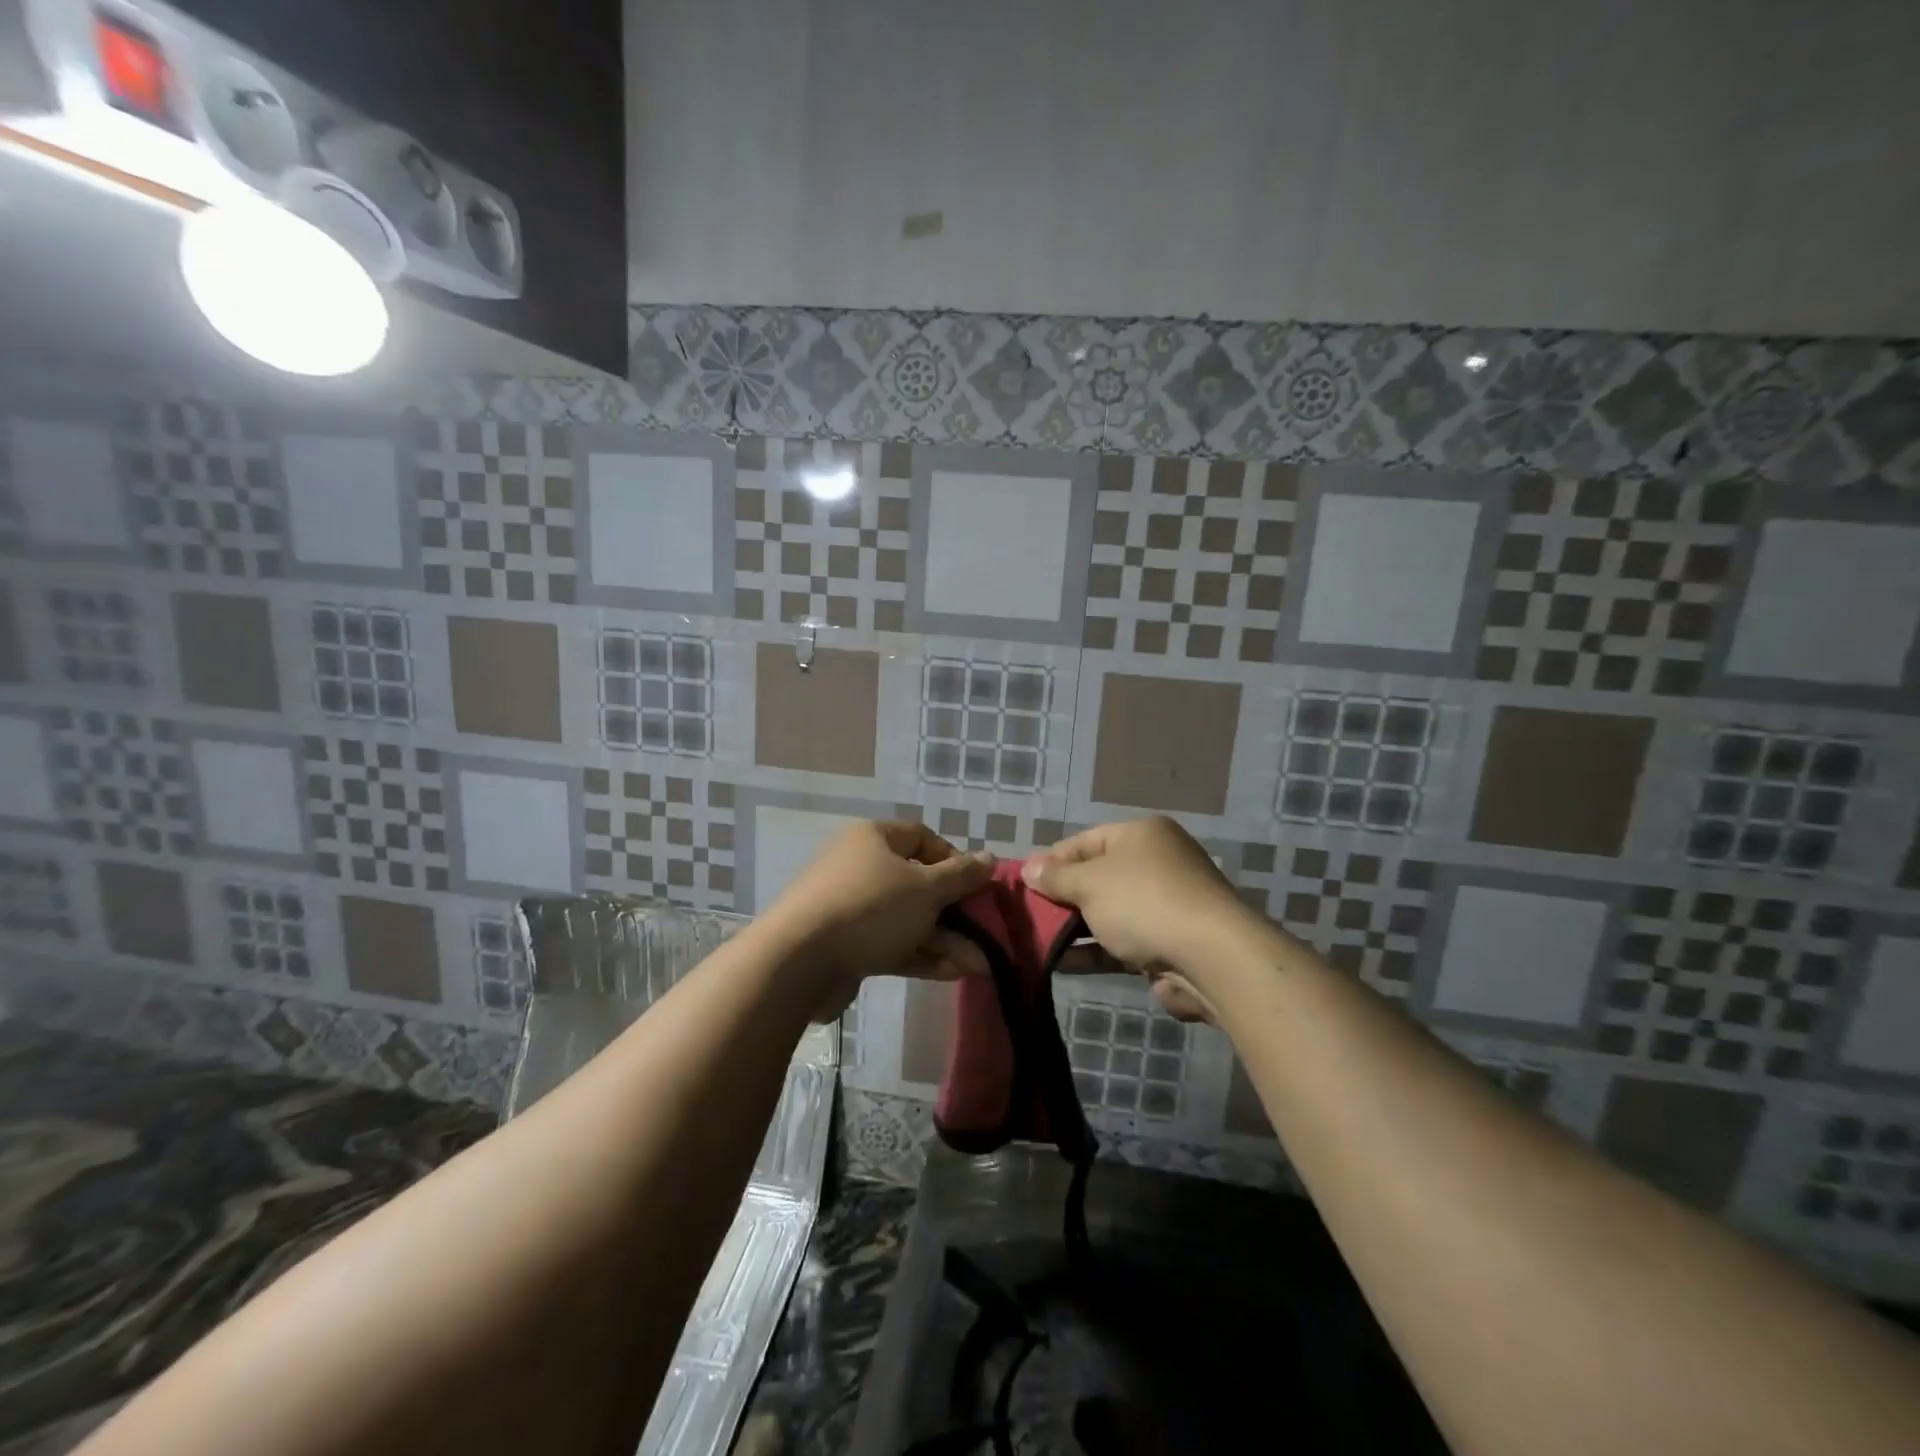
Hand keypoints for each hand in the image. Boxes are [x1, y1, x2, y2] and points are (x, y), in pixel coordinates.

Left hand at [759, 820, 993, 1015]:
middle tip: (984, 934)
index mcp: (874, 838)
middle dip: (955, 912)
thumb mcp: (926, 888)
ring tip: (979, 966)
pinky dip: (921, 955)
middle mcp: (861, 867)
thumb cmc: (870, 908)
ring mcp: (852, 908)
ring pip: (908, 919)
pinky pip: (891, 943)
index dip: (954, 860)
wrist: (799, 961)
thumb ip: (961, 876)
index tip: (976, 886)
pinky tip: (953, 973)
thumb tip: (989, 858)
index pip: (923, 838)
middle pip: (918, 883)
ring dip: (944, 940)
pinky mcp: (846, 945)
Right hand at [1022, 817, 1260, 1022]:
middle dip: (1062, 896)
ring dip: (1074, 927)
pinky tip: (1060, 963)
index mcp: (1141, 835)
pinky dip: (1093, 950)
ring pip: (1108, 912)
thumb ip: (1056, 877)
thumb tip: (1028, 868)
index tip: (1022, 882)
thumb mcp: (1089, 883)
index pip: (1085, 841)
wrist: (1209, 957)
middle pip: (1097, 876)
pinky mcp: (1167, 942)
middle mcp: (1156, 863)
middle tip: (1026, 914)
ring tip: (1035, 941)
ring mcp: (1164, 904)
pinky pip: (1121, 942)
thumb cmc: (1142, 902)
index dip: (1051, 860)